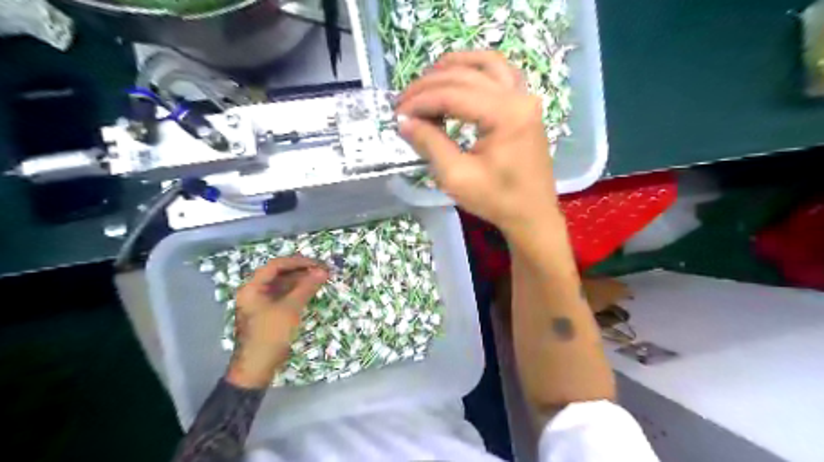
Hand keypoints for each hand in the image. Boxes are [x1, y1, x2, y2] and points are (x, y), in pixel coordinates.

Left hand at [226, 256, 329, 389]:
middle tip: (323, 272)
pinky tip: (311, 292)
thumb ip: (306, 287)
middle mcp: (254, 292)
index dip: (298, 262)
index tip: (318, 264)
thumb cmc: (270, 335)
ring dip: (301, 282)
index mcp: (252, 288)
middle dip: (302, 272)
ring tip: (321, 280)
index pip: (276, 265)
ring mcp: (260, 303)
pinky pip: (283, 296)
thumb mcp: (290, 309)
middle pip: (279, 274)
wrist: (256, 368)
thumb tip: (323, 271)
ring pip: (283, 285)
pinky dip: (297, 293)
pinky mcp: (268, 313)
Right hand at [394, 50, 558, 238]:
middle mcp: (519, 97)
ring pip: (486, 64)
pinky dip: (478, 69)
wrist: (531, 214)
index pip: (453, 94)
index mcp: (505, 114)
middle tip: (404, 101)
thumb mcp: (456, 177)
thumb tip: (404, 122)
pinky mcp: (525, 106)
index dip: (421, 101)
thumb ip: (430, 144)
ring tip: (427, 78)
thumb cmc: (496, 200)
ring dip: (454, 67)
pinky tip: (461, 76)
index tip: (398, 113)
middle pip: (466, 76)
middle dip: (430, 85)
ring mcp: (526, 98)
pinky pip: (502, 73)